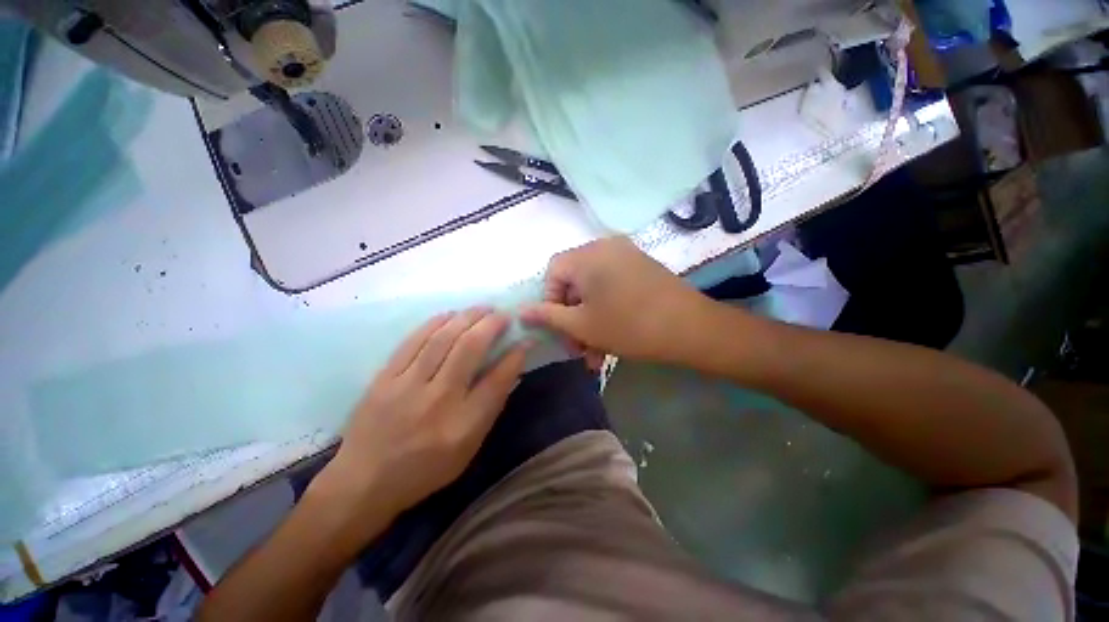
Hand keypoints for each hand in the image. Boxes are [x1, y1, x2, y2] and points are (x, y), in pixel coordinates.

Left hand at [312, 308, 526, 529]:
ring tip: (481, 309)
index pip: (497, 381)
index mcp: (463, 425)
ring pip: (442, 338)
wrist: (364, 481)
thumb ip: (490, 407)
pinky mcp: (384, 378)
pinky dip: (435, 323)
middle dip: (491, 325)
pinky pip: (413, 341)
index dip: (515, 356)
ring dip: (466, 317)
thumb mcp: (468, 448)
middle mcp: (438, 400)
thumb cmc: (425, 469)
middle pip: (469, 349)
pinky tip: (449, 315)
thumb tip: (510, 369)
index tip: (525, 339)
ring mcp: (407, 386)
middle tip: (503, 314)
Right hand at [521, 237, 712, 363]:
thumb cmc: (629, 326)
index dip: (550, 302)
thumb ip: (548, 316)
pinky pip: (613, 288)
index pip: (553, 273)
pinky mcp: (641, 267)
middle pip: (575, 283)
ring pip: (595, 291)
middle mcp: (605, 247)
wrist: (692, 329)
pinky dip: (607, 312)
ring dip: (590, 322)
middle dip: (573, 319)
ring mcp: (626, 256)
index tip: (560, 329)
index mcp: (587, 255)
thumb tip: (521, 311)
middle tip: (578, 349)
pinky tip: (612, 342)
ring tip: (596, 356)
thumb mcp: (582, 326)